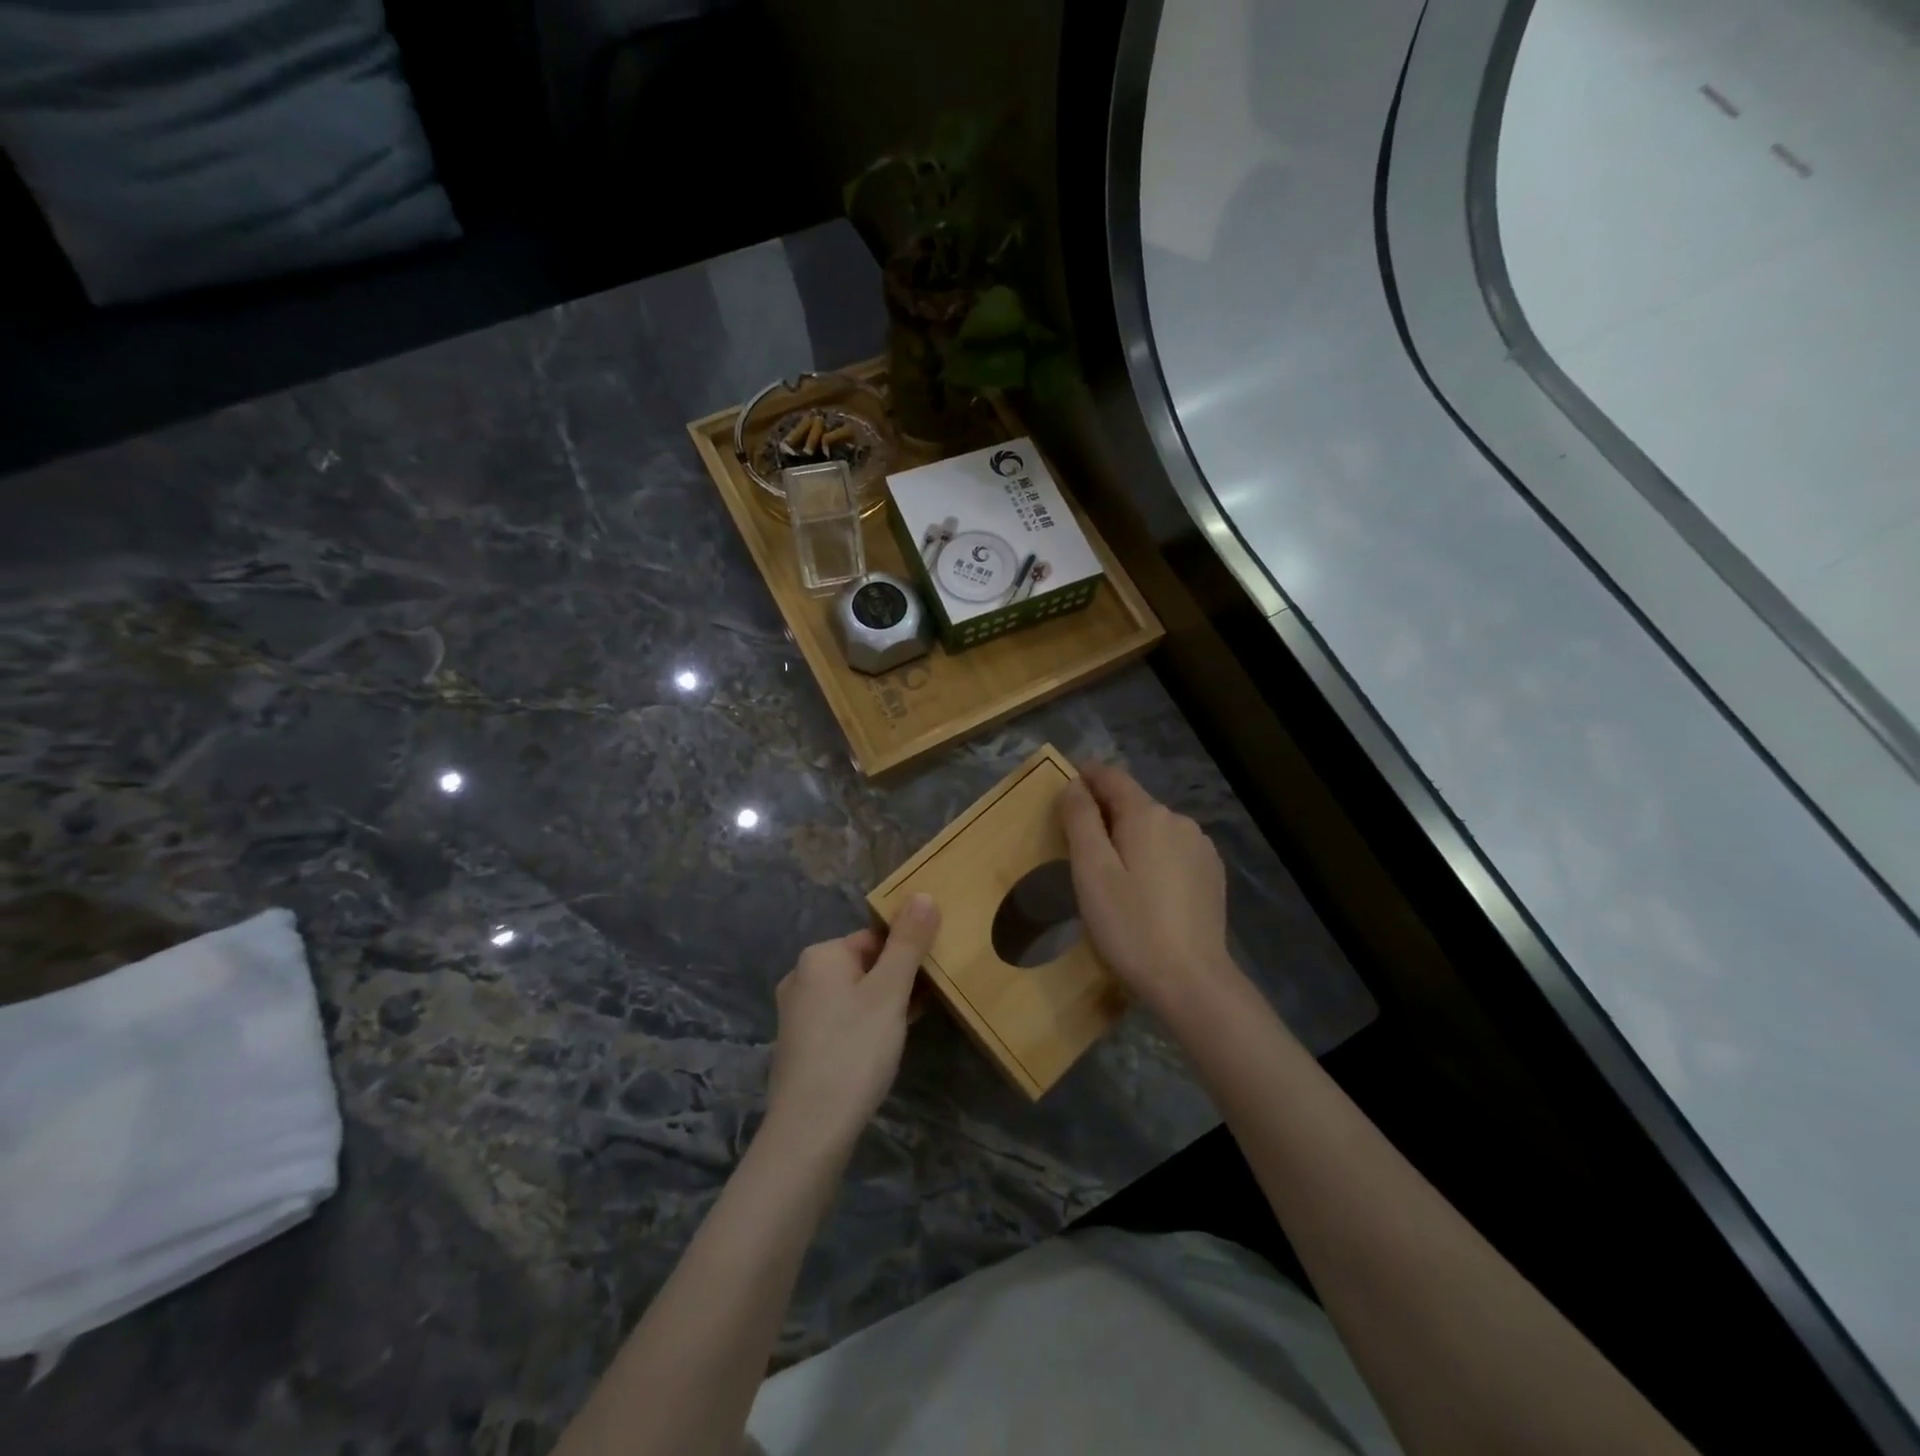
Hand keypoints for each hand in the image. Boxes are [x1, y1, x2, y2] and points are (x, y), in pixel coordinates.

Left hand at [765, 895, 940, 1156]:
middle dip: (896, 979)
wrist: (810, 1129)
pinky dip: (865, 1025)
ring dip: (884, 1003)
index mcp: (820, 955)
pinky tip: (884, 1048)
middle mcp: (801, 976)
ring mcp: (797, 1013)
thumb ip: (908, 943)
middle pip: (863, 964)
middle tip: (925, 1003)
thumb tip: (923, 894)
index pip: (874, 937)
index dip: (906, 954)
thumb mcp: (890, 992)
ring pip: (853, 994)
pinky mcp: (799, 1044)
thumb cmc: (854, 1050)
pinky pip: (841, 1019)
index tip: (931, 978)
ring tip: (910, 1025)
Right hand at [1058, 764, 1231, 1007]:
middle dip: (1105, 812)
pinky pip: (1173, 850)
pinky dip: (1153, 856)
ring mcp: (1201, 847)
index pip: (1112, 777)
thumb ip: (1080, 821)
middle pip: (1133, 803)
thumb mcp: (1092, 872)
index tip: (1065, 787)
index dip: (1086, 776)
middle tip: (1078, 843)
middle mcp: (1179, 821)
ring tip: (1111, 872)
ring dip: (1130, 836)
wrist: (1191, 981)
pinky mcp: (1211, 873)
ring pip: (1154, 828)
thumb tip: (1074, 785)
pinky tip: (1145, 889)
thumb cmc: (1131, 926)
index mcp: (1147, 815)